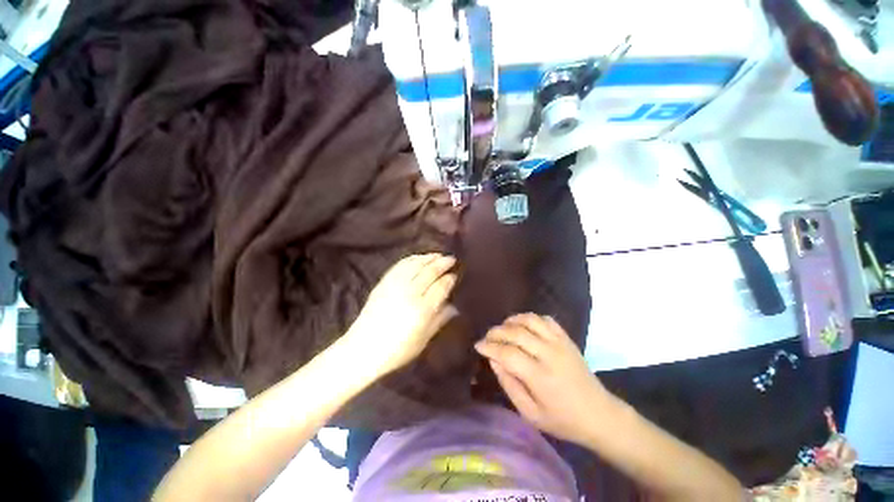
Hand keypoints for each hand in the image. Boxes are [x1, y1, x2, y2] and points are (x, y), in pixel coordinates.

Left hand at [347, 253, 458, 377]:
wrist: (363, 349)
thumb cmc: (397, 350)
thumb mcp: (424, 339)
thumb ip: (440, 320)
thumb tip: (454, 306)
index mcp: (422, 310)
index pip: (441, 287)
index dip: (450, 279)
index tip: (455, 275)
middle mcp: (409, 293)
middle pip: (430, 272)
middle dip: (442, 263)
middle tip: (451, 259)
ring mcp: (395, 285)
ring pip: (416, 264)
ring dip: (429, 257)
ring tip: (438, 255)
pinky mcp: (384, 282)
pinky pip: (400, 265)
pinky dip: (412, 259)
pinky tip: (419, 258)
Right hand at [475, 313, 611, 445]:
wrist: (599, 415)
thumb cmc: (563, 420)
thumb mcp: (530, 414)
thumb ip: (509, 385)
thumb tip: (494, 360)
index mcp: (540, 377)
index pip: (507, 353)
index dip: (489, 347)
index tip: (478, 345)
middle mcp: (549, 354)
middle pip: (516, 332)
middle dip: (496, 332)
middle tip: (487, 337)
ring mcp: (560, 343)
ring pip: (530, 320)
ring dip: (512, 320)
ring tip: (503, 328)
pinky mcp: (567, 338)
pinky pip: (546, 319)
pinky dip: (530, 318)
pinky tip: (524, 326)